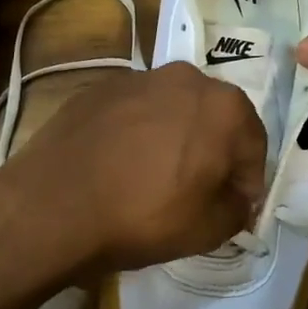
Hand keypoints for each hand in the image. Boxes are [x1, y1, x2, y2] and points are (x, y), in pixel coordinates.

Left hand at [0, 62, 267, 272]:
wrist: (53, 205)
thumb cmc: (143, 216)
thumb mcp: (208, 230)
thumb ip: (237, 209)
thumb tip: (236, 198)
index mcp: (223, 107)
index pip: (254, 147)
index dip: (247, 182)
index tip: (233, 208)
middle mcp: (185, 78)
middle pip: (213, 119)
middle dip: (212, 152)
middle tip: (196, 190)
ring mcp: (137, 78)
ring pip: (172, 109)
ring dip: (173, 137)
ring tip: (152, 175)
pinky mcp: (98, 87)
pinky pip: (133, 110)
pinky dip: (136, 131)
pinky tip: (118, 163)